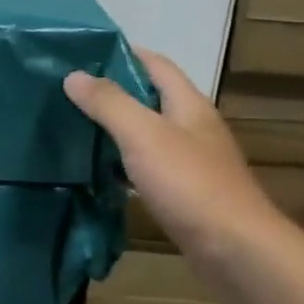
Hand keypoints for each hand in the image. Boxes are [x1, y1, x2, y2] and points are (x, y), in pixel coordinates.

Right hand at [63, 49, 284, 258]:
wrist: (235, 250)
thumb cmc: (189, 183)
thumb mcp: (143, 135)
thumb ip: (109, 103)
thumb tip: (74, 75)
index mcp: (189, 104)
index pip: (155, 64)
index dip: (122, 53)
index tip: (83, 53)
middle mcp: (193, 127)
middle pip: (150, 98)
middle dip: (113, 92)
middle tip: (68, 92)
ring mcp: (192, 162)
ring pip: (148, 134)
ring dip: (116, 129)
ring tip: (75, 127)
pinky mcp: (186, 193)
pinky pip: (148, 167)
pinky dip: (123, 163)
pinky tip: (99, 172)